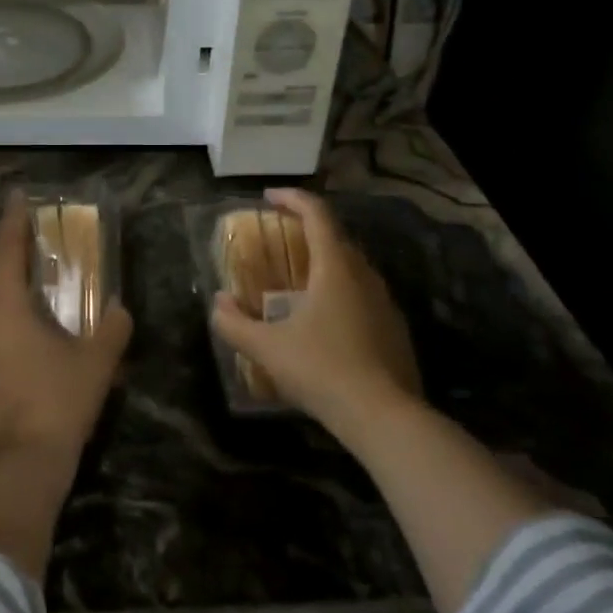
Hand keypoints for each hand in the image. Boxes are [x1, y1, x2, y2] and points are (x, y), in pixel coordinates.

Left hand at [0, 192, 133, 467]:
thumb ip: (113, 329)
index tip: (15, 197)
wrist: (17, 467)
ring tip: (15, 321)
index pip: (6, 251)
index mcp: (6, 309)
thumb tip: (120, 307)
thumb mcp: (97, 364)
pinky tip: (1, 367)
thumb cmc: (59, 404)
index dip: (12, 221)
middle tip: (20, 260)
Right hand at [210, 188, 422, 444]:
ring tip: (299, 281)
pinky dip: (340, 291)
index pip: (317, 215)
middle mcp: (365, 276)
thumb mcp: (267, 348)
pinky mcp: (395, 329)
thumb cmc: (322, 370)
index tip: (269, 196)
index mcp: (335, 269)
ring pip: (353, 268)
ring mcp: (385, 303)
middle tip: (281, 237)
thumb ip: (235, 324)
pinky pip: (363, 295)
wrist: (384, 416)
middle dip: (307, 230)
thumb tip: (218, 304)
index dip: (293, 199)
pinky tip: (325, 321)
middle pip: (337, 238)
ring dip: (325, 262)